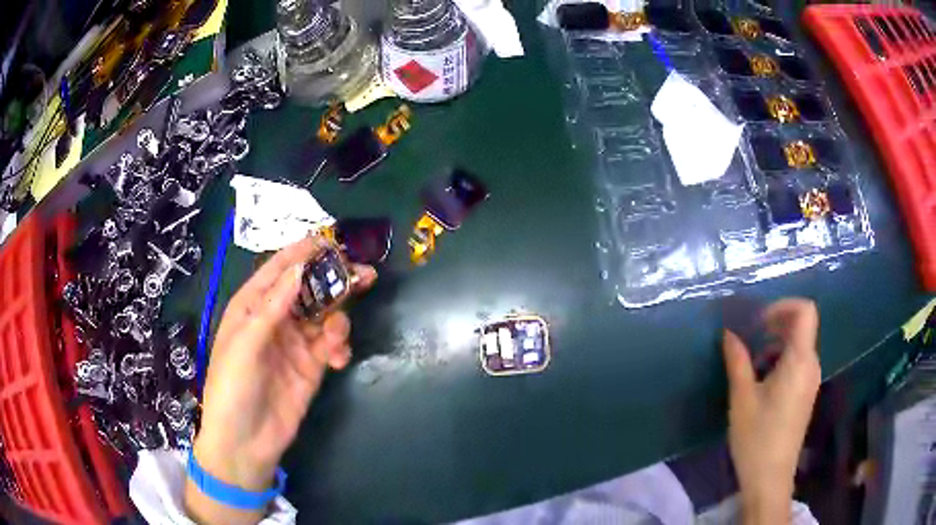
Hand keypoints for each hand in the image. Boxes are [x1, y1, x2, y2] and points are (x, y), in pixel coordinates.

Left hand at [185, 236, 375, 523]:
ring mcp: (295, 343)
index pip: (279, 270)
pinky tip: (338, 359)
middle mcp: (275, 319)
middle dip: (333, 280)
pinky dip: (339, 346)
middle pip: (308, 289)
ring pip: (325, 316)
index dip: (302, 254)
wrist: (245, 442)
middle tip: (364, 274)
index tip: (330, 242)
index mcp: (252, 306)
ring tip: (339, 334)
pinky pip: (331, 345)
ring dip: (338, 318)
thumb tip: (298, 269)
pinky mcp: (312, 366)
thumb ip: (272, 307)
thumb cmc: (232, 387)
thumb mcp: (245, 344)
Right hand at [722, 298, 820, 524]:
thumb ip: (737, 361)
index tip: (759, 321)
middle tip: (750, 341)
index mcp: (800, 361)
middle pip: (801, 327)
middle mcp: (811, 365)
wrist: (770, 479)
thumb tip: (729, 333)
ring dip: (776, 345)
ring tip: (752, 364)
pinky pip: (798, 363)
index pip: (805, 311)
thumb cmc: (757, 438)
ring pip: (799, 345)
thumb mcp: (742, 398)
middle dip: (775, 326)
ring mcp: (811, 380)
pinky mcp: (806, 394)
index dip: (783, 306)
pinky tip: (762, 383)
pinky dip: (781, 360)